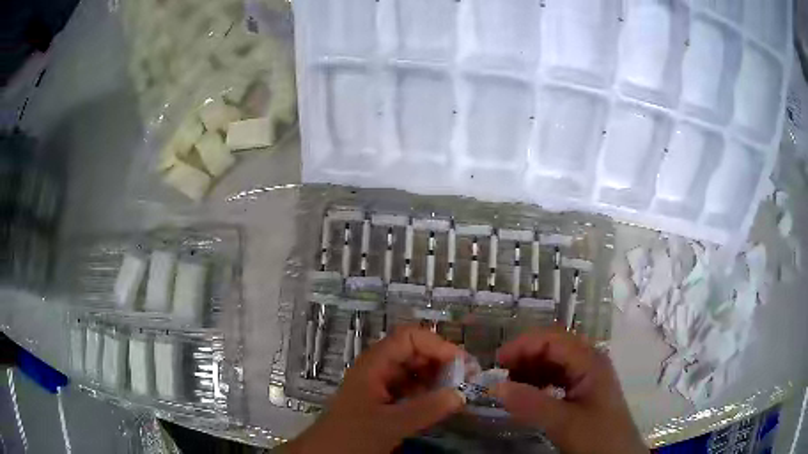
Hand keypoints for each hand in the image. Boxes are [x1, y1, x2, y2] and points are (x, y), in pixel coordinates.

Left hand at [285, 326, 464, 453]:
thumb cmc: (352, 436)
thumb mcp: (390, 424)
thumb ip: (426, 409)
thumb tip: (461, 395)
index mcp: (374, 364)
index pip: (409, 338)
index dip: (436, 345)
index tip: (461, 364)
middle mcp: (378, 369)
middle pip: (414, 352)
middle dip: (441, 361)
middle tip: (467, 379)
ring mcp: (381, 385)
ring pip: (414, 371)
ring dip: (437, 378)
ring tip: (457, 391)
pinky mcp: (384, 401)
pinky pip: (411, 389)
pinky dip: (428, 393)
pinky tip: (440, 404)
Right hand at [491, 327, 647, 453]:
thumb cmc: (597, 437)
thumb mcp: (564, 423)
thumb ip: (531, 404)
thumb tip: (496, 386)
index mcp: (589, 360)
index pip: (552, 339)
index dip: (524, 345)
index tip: (497, 362)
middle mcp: (589, 361)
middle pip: (553, 346)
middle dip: (525, 355)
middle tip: (500, 374)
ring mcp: (587, 375)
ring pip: (554, 361)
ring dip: (530, 369)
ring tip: (509, 385)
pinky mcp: (583, 390)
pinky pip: (557, 377)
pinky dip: (538, 382)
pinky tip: (527, 394)